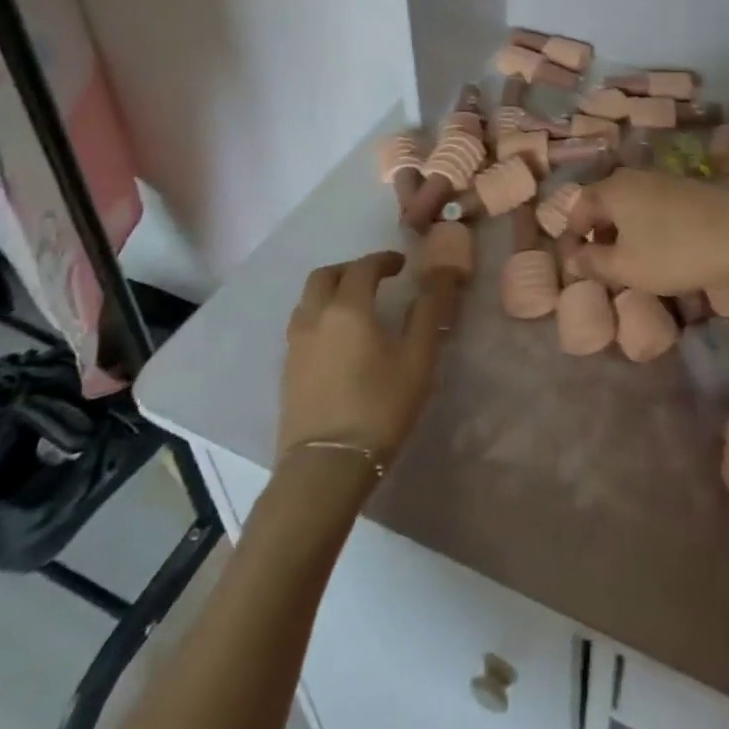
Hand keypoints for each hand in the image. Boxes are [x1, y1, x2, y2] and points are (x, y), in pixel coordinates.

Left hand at [278, 251, 446, 467]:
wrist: (326, 468)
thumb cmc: (379, 408)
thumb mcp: (417, 358)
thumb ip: (428, 311)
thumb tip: (440, 274)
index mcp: (348, 308)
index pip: (363, 267)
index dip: (383, 260)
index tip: (401, 264)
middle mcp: (315, 317)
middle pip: (325, 275)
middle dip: (351, 269)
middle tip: (375, 279)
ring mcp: (295, 344)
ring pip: (308, 300)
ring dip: (331, 291)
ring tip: (355, 306)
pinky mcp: (287, 370)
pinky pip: (302, 324)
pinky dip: (320, 315)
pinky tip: (338, 338)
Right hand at [569, 169, 728, 295]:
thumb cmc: (674, 251)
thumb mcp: (626, 267)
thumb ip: (594, 262)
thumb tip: (572, 259)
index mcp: (612, 188)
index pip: (578, 208)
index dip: (573, 237)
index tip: (576, 265)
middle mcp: (634, 176)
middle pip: (605, 203)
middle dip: (599, 233)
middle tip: (602, 265)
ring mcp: (664, 179)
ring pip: (631, 205)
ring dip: (625, 231)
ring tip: (632, 261)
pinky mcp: (688, 190)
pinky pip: (655, 207)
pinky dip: (649, 227)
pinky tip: (662, 249)